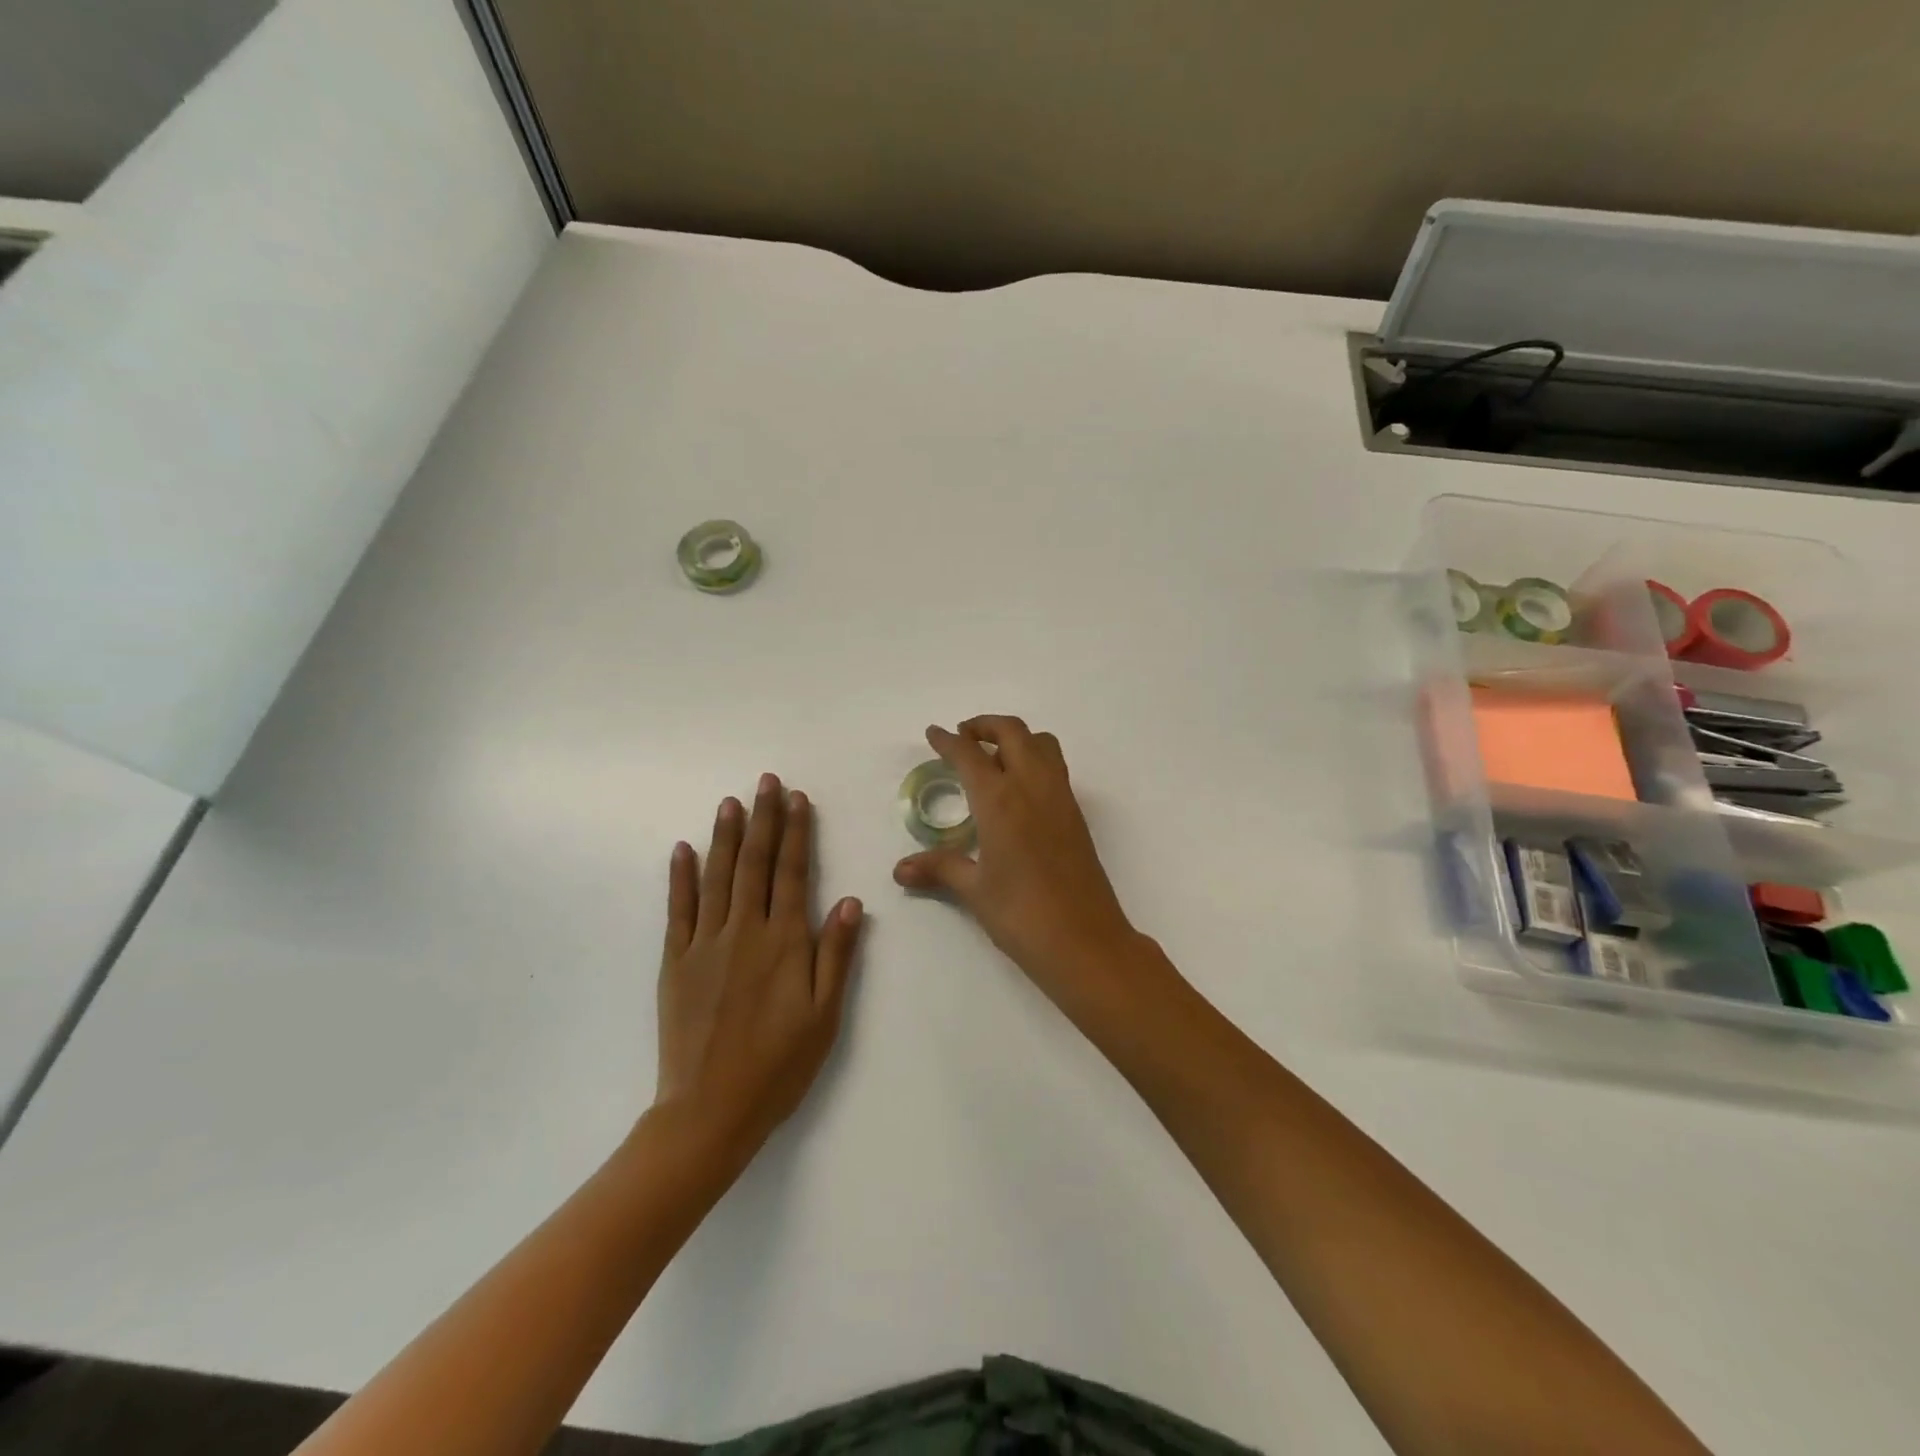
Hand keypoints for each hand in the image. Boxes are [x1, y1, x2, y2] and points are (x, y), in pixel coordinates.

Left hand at [655, 775, 864, 1163]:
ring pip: (717, 877)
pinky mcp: (675, 962)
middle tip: (766, 782)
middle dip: (762, 819)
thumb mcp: (824, 1016)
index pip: (792, 873)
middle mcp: (744, 932)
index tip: (798, 799)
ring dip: (725, 836)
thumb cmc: (778, 1065)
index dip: (796, 833)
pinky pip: (678, 910)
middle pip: (754, 864)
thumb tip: (848, 900)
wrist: (709, 1111)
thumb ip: (836, 955)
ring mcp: (705, 944)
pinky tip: (683, 850)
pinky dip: (681, 877)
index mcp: (784, 943)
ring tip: (731, 802)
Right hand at [893, 716, 1142, 1002]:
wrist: (1086, 941)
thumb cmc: (1022, 915)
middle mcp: (1032, 787)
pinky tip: (1017, 789)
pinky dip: (1033, 758)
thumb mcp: (975, 891)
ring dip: (1015, 737)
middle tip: (962, 737)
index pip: (970, 756)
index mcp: (1001, 800)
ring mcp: (1060, 797)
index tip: (934, 733)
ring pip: (1041, 743)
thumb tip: (900, 869)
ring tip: (992, 755)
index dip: (948, 741)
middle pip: (1012, 732)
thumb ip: (939, 868)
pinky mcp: (1076, 814)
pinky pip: (1054, 767)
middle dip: (984, 726)